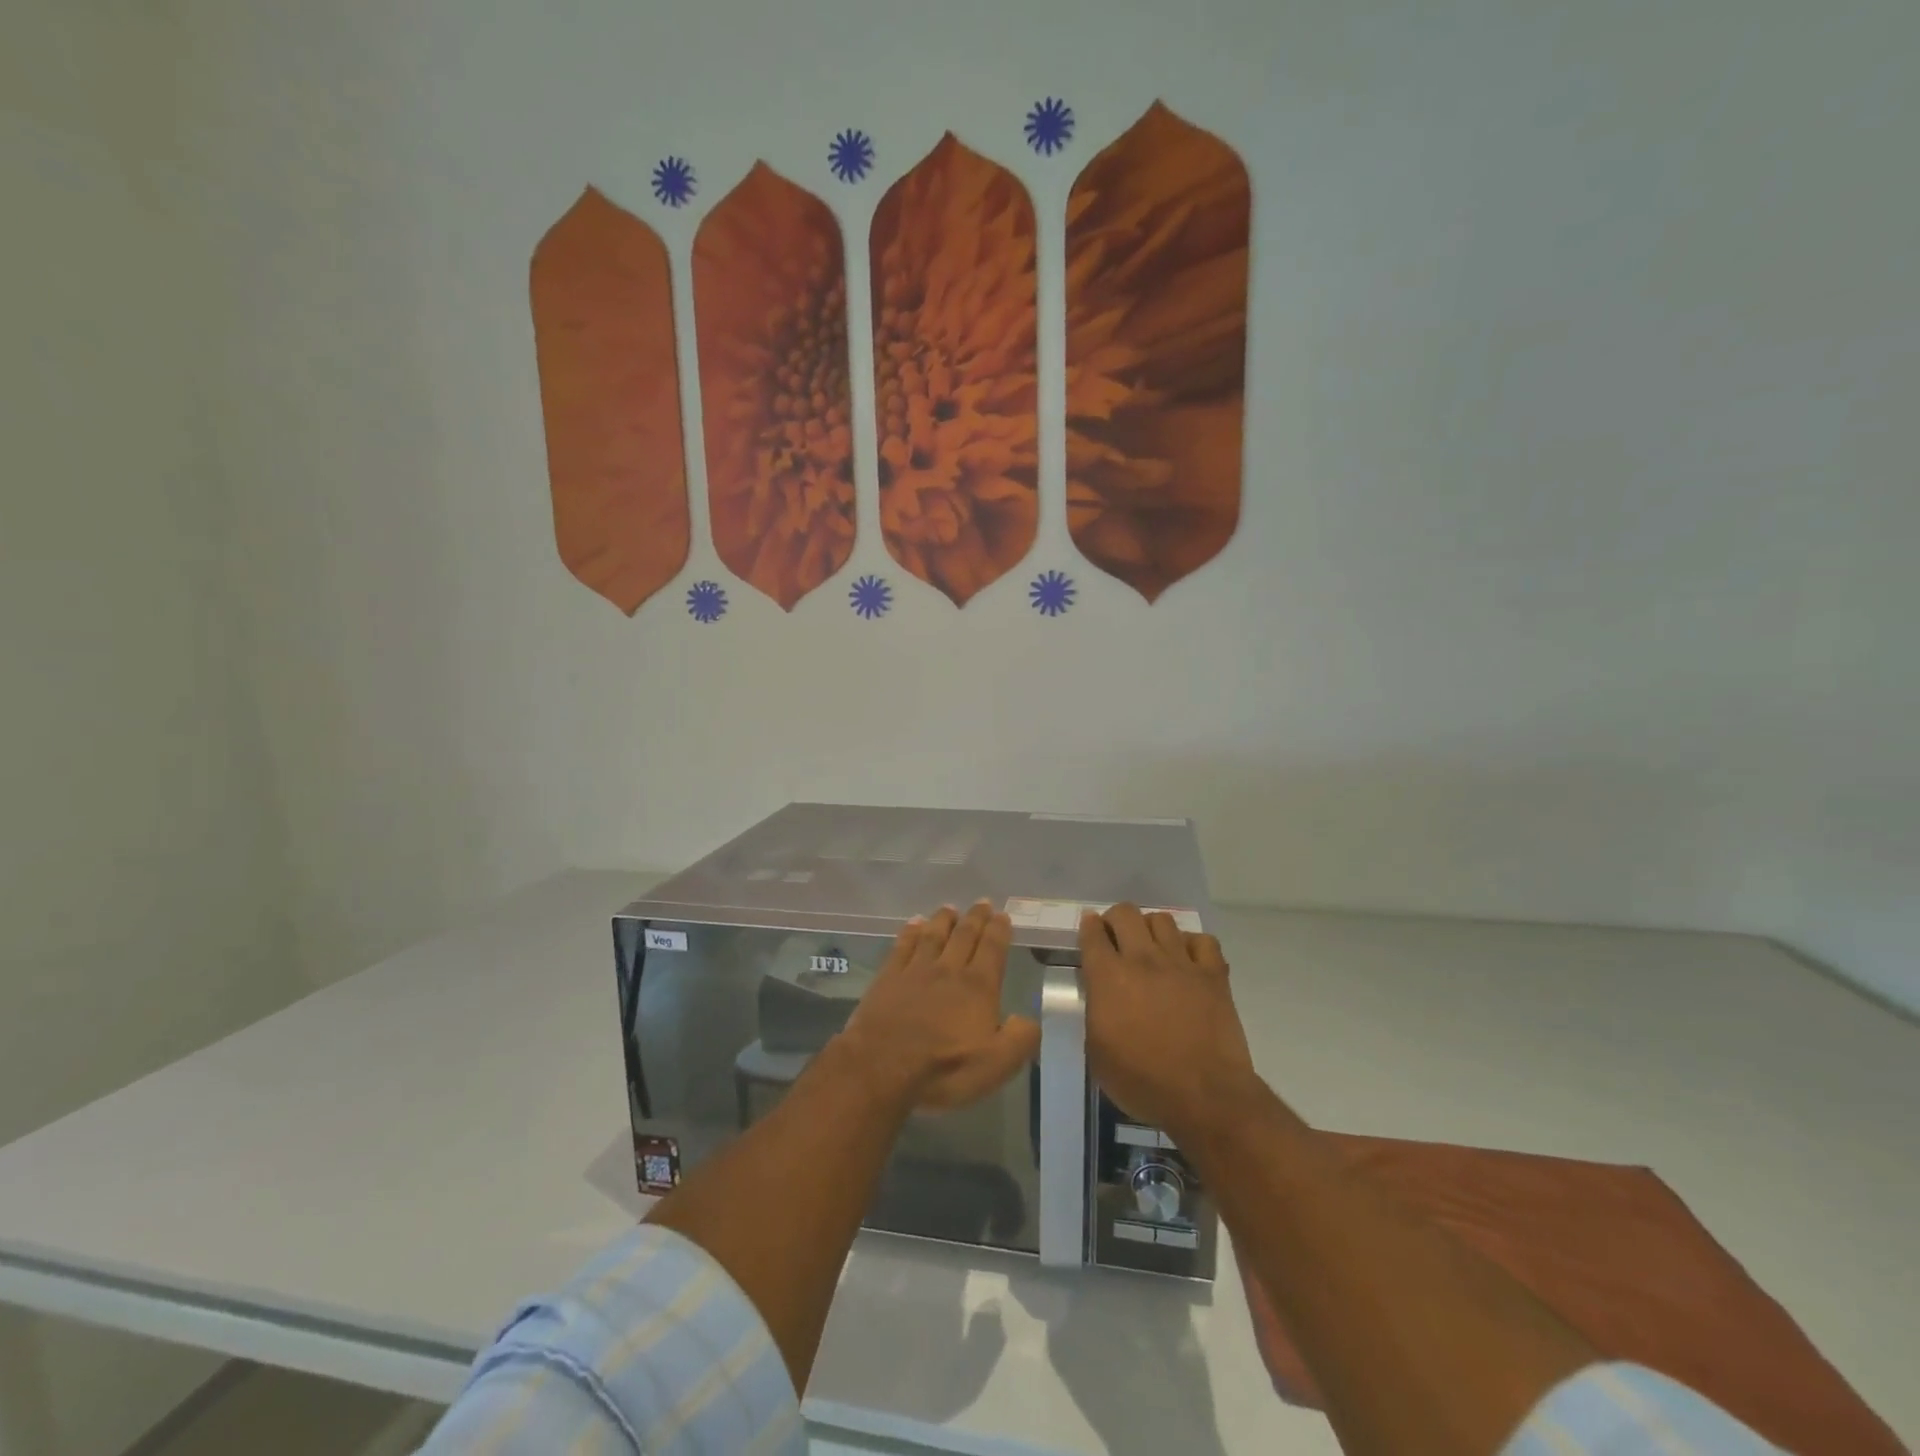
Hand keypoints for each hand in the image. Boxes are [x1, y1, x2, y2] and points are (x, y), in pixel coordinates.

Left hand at [838, 901, 1041, 1111]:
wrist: (882, 1066)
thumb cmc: (943, 1068)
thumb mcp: (996, 1064)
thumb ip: (1019, 1039)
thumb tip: (1029, 1019)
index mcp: (978, 987)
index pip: (992, 949)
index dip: (999, 930)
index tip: (1002, 915)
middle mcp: (949, 970)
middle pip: (964, 936)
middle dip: (976, 918)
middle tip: (982, 902)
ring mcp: (915, 970)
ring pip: (934, 935)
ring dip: (944, 919)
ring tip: (950, 908)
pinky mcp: (888, 977)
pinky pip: (903, 946)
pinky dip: (911, 931)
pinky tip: (914, 923)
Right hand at [1079, 904, 1261, 1141]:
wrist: (1204, 1096)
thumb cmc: (1142, 1082)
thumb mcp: (1097, 1053)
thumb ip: (1095, 1013)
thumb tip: (1100, 996)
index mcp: (1108, 977)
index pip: (1092, 933)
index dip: (1089, 926)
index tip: (1090, 930)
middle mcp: (1142, 959)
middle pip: (1126, 913)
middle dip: (1117, 919)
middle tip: (1117, 937)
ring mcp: (1181, 963)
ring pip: (1163, 920)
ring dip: (1152, 928)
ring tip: (1152, 946)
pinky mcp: (1213, 975)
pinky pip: (1203, 941)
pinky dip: (1193, 945)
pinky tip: (1188, 960)